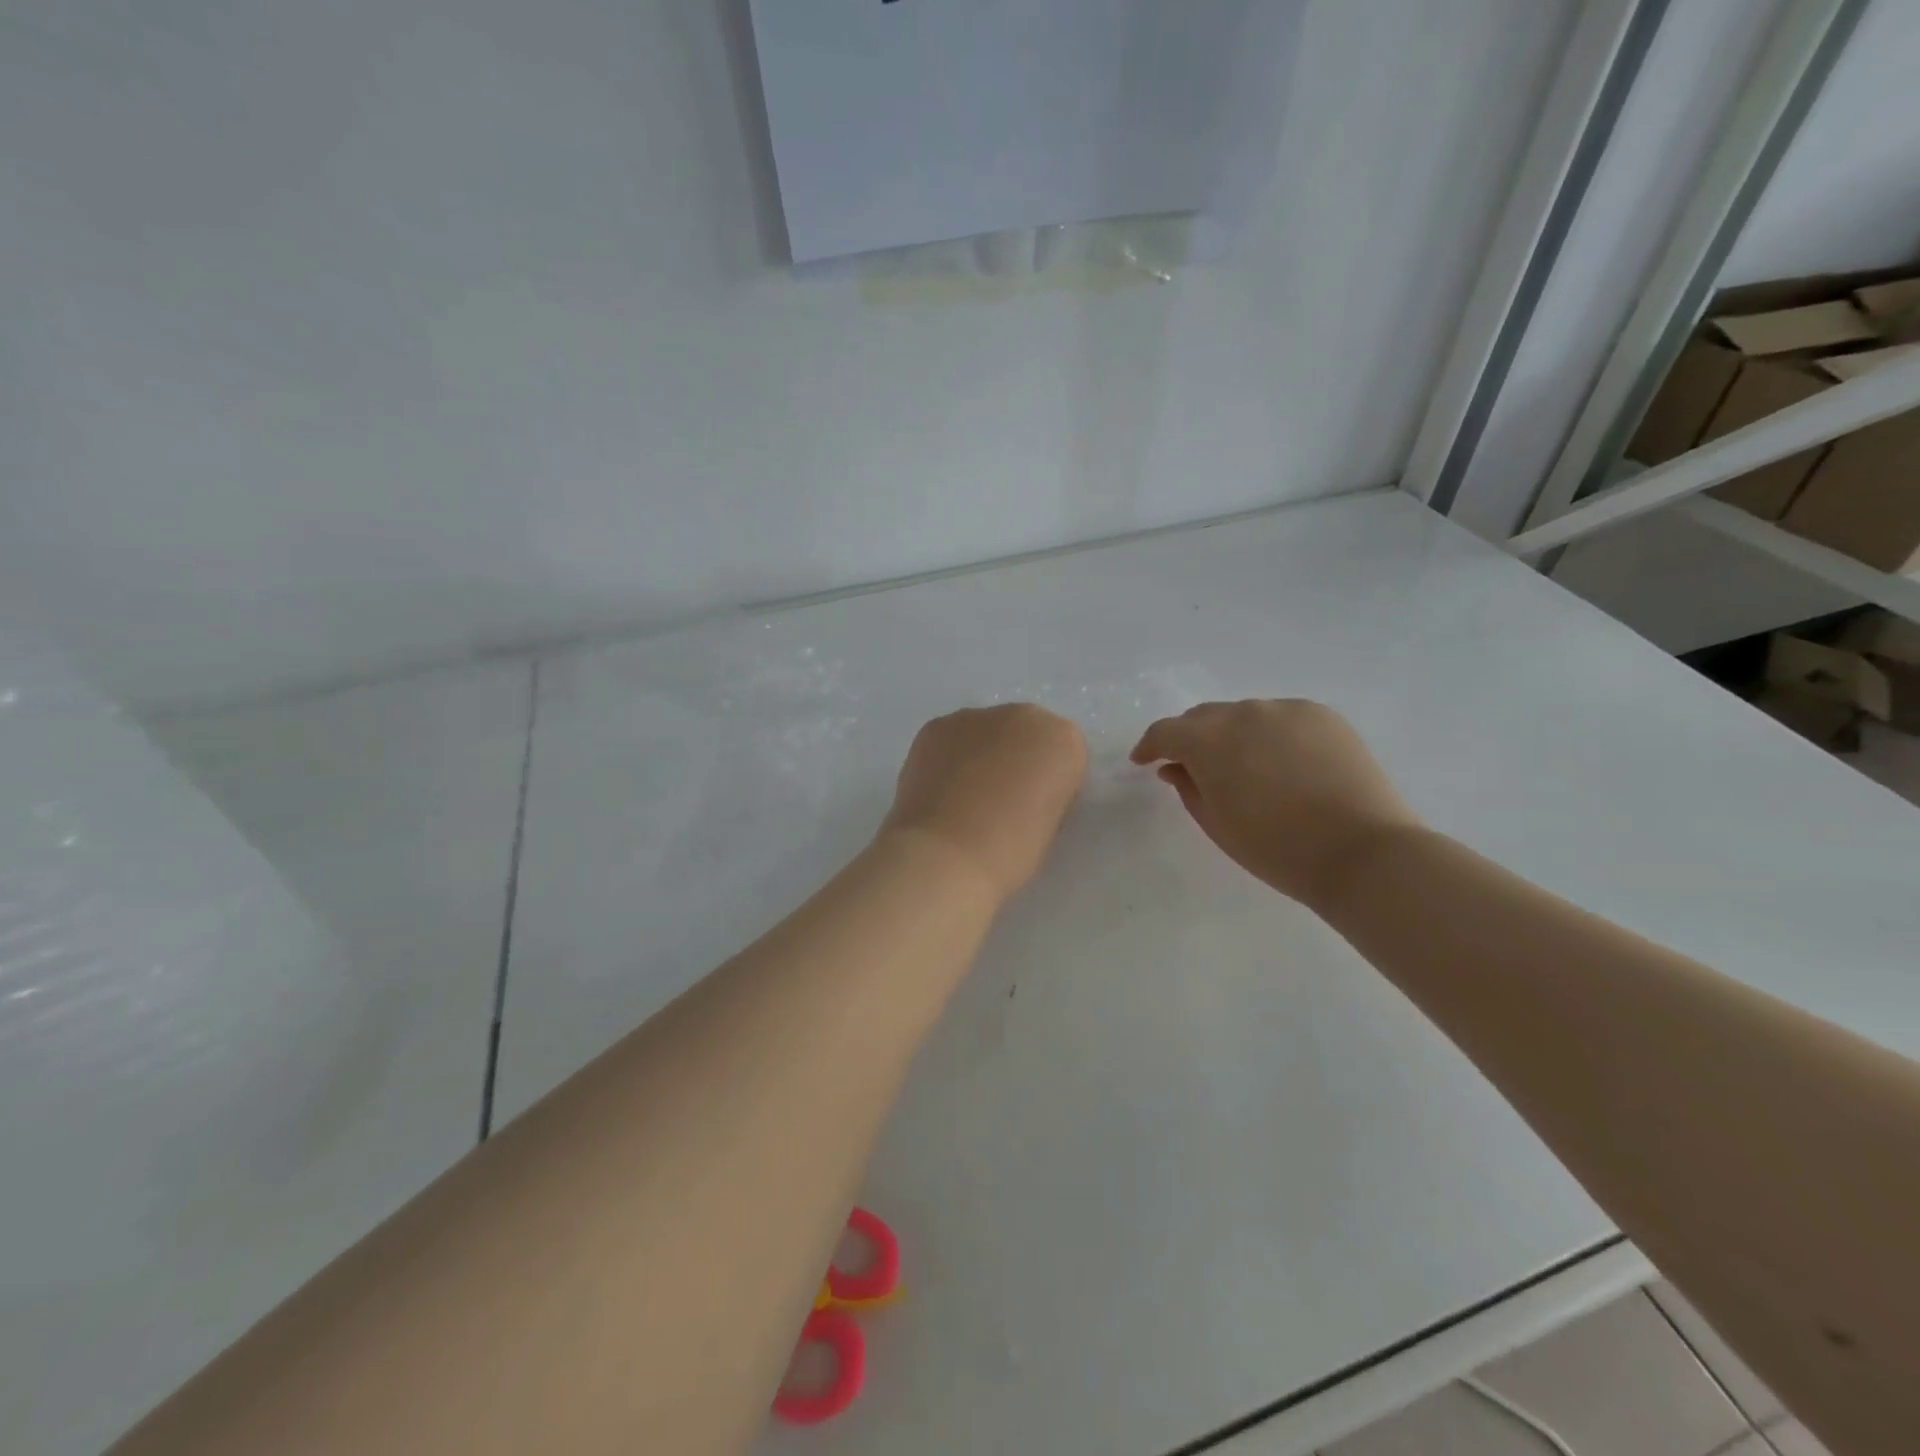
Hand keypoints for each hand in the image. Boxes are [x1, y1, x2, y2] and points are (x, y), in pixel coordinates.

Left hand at [882, 704, 1087, 899]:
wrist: (946, 856)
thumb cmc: (1010, 852)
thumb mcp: (1051, 824)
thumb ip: (1046, 793)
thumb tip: (1022, 791)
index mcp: (1064, 740)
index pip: (1064, 755)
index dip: (1050, 785)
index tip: (1035, 812)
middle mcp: (1024, 716)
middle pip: (1025, 734)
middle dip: (1015, 760)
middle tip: (999, 802)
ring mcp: (975, 716)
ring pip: (985, 733)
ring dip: (981, 756)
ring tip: (963, 799)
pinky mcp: (935, 725)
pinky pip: (951, 739)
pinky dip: (949, 759)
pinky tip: (939, 792)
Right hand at [1130, 699, 1423, 907]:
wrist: (1362, 853)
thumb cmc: (1277, 848)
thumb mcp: (1217, 825)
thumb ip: (1188, 787)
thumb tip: (1176, 767)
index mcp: (1209, 741)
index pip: (1165, 732)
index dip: (1150, 746)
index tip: (1144, 762)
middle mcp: (1244, 713)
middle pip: (1203, 717)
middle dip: (1191, 739)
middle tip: (1192, 767)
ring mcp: (1286, 709)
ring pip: (1244, 715)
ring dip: (1232, 735)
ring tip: (1244, 767)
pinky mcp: (1322, 715)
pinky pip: (1281, 717)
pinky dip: (1270, 734)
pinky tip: (1282, 762)